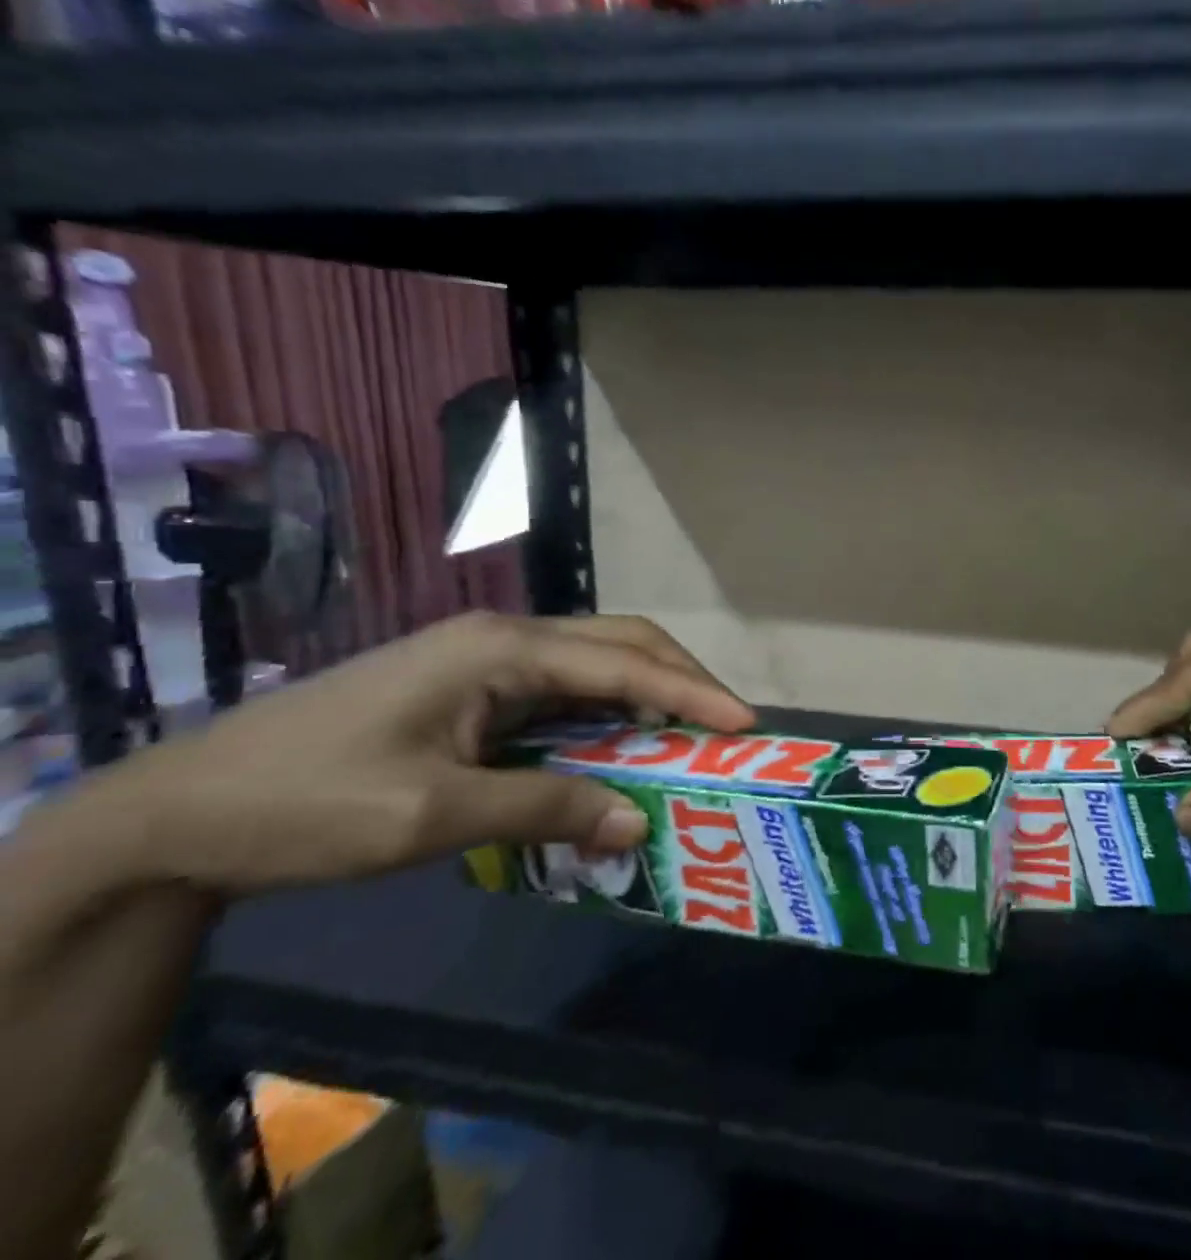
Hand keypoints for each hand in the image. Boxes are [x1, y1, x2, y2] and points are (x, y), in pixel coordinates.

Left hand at [112, 611, 753, 894]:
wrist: (174, 814)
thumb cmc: (305, 803)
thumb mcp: (432, 813)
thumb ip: (546, 806)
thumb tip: (637, 821)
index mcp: (502, 648)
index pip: (623, 663)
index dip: (691, 692)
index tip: (746, 722)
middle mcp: (503, 639)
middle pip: (619, 643)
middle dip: (680, 679)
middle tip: (726, 724)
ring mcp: (483, 661)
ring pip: (592, 664)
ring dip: (644, 696)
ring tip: (687, 736)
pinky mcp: (468, 689)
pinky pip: (559, 693)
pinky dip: (601, 716)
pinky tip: (616, 747)